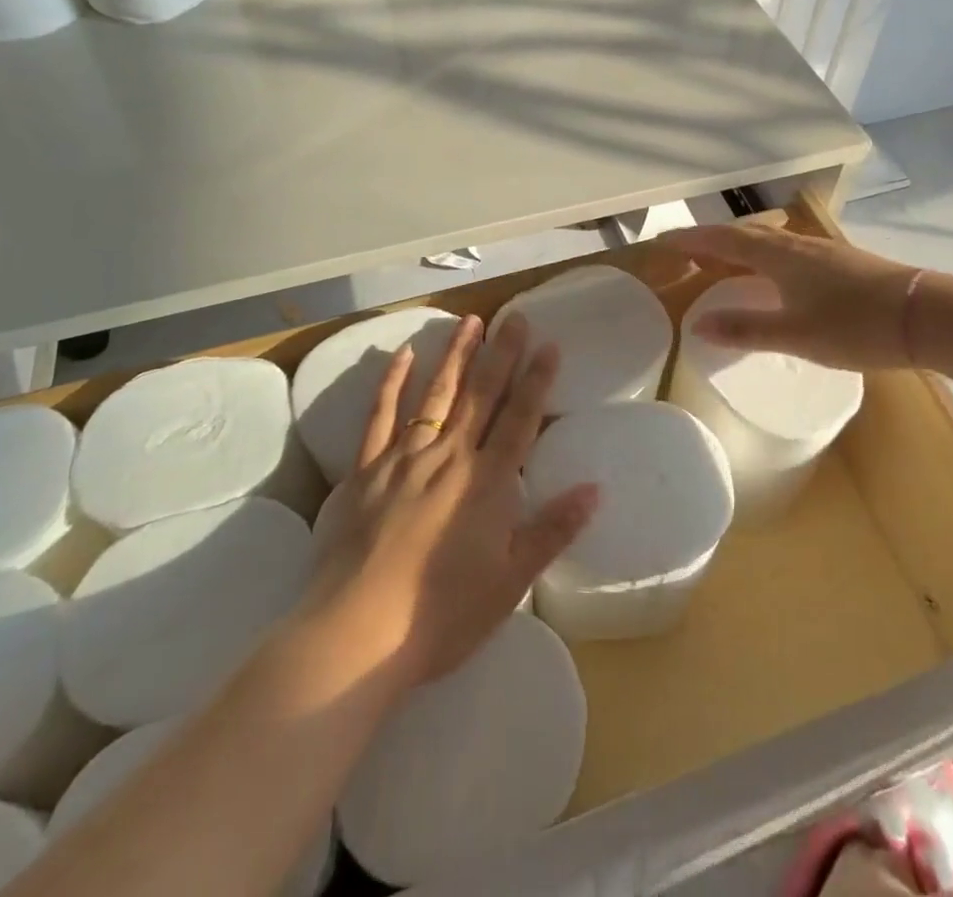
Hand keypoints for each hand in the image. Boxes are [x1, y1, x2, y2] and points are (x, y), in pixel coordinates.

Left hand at [304, 314, 598, 685]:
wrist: (358, 633)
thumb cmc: (442, 614)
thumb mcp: (510, 582)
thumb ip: (552, 531)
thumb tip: (595, 489)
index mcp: (487, 483)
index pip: (519, 420)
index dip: (536, 381)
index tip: (549, 345)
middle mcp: (449, 457)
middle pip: (481, 396)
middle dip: (501, 354)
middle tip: (515, 318)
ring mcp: (404, 457)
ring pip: (437, 394)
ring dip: (457, 356)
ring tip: (471, 321)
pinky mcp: (365, 468)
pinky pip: (381, 415)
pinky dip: (393, 382)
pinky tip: (404, 354)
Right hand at [659, 223, 925, 370]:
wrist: (928, 316)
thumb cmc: (856, 325)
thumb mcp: (796, 334)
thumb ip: (746, 330)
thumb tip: (696, 325)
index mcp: (779, 256)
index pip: (723, 241)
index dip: (691, 240)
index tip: (662, 241)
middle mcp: (796, 246)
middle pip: (744, 235)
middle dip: (711, 242)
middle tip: (685, 254)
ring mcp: (822, 252)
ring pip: (768, 243)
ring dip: (739, 249)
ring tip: (722, 264)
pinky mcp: (841, 263)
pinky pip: (786, 253)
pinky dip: (764, 258)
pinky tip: (773, 276)